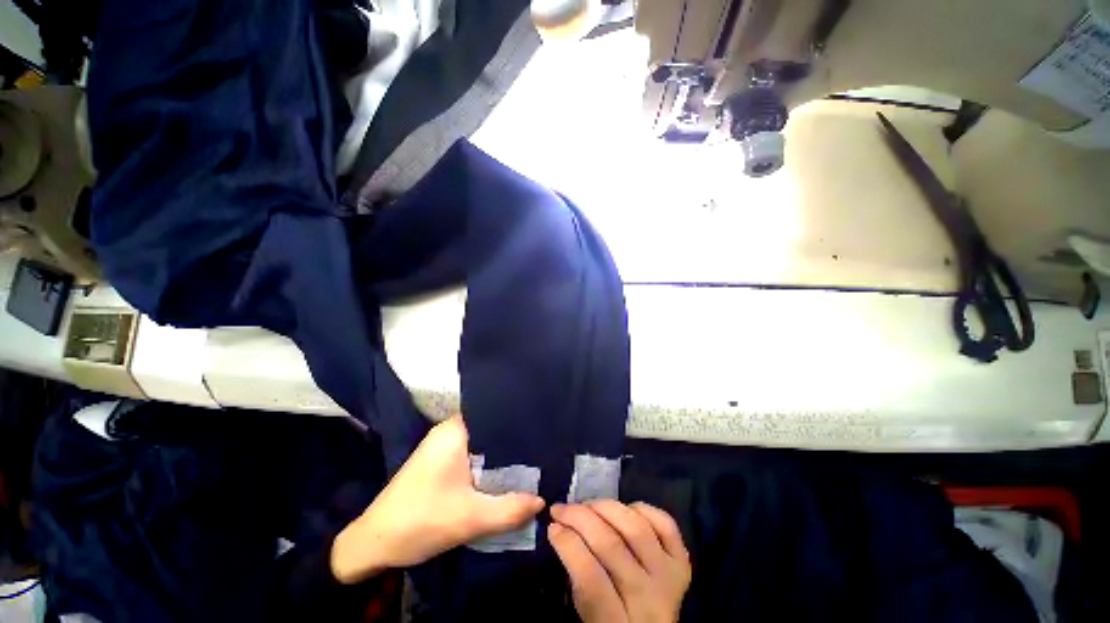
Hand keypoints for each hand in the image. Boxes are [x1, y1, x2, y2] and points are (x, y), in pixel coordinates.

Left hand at [330, 415, 545, 583]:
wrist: (373, 543)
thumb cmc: (420, 522)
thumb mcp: (470, 519)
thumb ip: (510, 509)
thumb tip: (543, 500)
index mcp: (455, 430)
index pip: (496, 413)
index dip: (519, 420)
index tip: (542, 429)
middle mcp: (449, 430)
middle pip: (491, 428)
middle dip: (514, 440)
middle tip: (542, 447)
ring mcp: (443, 445)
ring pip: (482, 443)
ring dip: (501, 454)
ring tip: (531, 459)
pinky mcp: (441, 460)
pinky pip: (473, 453)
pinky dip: (488, 463)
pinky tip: (504, 474)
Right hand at [548, 501, 690, 622]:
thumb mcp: (587, 615)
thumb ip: (577, 578)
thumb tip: (560, 531)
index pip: (591, 578)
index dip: (568, 545)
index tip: (552, 527)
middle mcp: (650, 601)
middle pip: (612, 546)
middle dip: (580, 518)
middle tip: (561, 509)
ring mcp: (670, 578)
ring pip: (636, 528)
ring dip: (605, 507)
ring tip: (587, 504)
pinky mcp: (682, 563)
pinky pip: (665, 524)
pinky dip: (643, 509)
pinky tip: (625, 509)